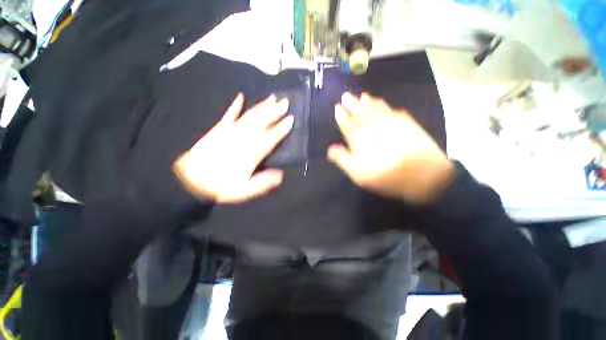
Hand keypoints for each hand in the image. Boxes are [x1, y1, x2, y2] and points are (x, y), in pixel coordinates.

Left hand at [173, 94, 292, 203]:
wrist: (189, 181)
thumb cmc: (220, 187)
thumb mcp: (244, 190)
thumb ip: (263, 182)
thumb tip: (281, 174)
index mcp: (251, 153)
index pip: (270, 138)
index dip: (281, 129)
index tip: (291, 119)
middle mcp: (242, 139)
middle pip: (261, 122)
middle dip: (275, 112)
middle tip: (285, 102)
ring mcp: (230, 132)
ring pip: (249, 116)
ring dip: (261, 106)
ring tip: (272, 97)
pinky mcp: (218, 129)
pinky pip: (228, 115)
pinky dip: (235, 105)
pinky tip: (241, 97)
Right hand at [327, 93, 453, 203]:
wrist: (426, 177)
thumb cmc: (388, 178)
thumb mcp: (360, 176)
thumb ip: (344, 160)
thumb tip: (330, 149)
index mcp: (363, 140)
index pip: (349, 125)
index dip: (342, 116)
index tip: (337, 107)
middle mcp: (376, 128)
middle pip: (362, 113)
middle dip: (352, 104)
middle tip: (346, 95)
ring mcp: (393, 124)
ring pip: (378, 109)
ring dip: (369, 102)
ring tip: (363, 96)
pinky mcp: (408, 124)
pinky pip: (394, 111)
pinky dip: (387, 107)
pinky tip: (384, 103)